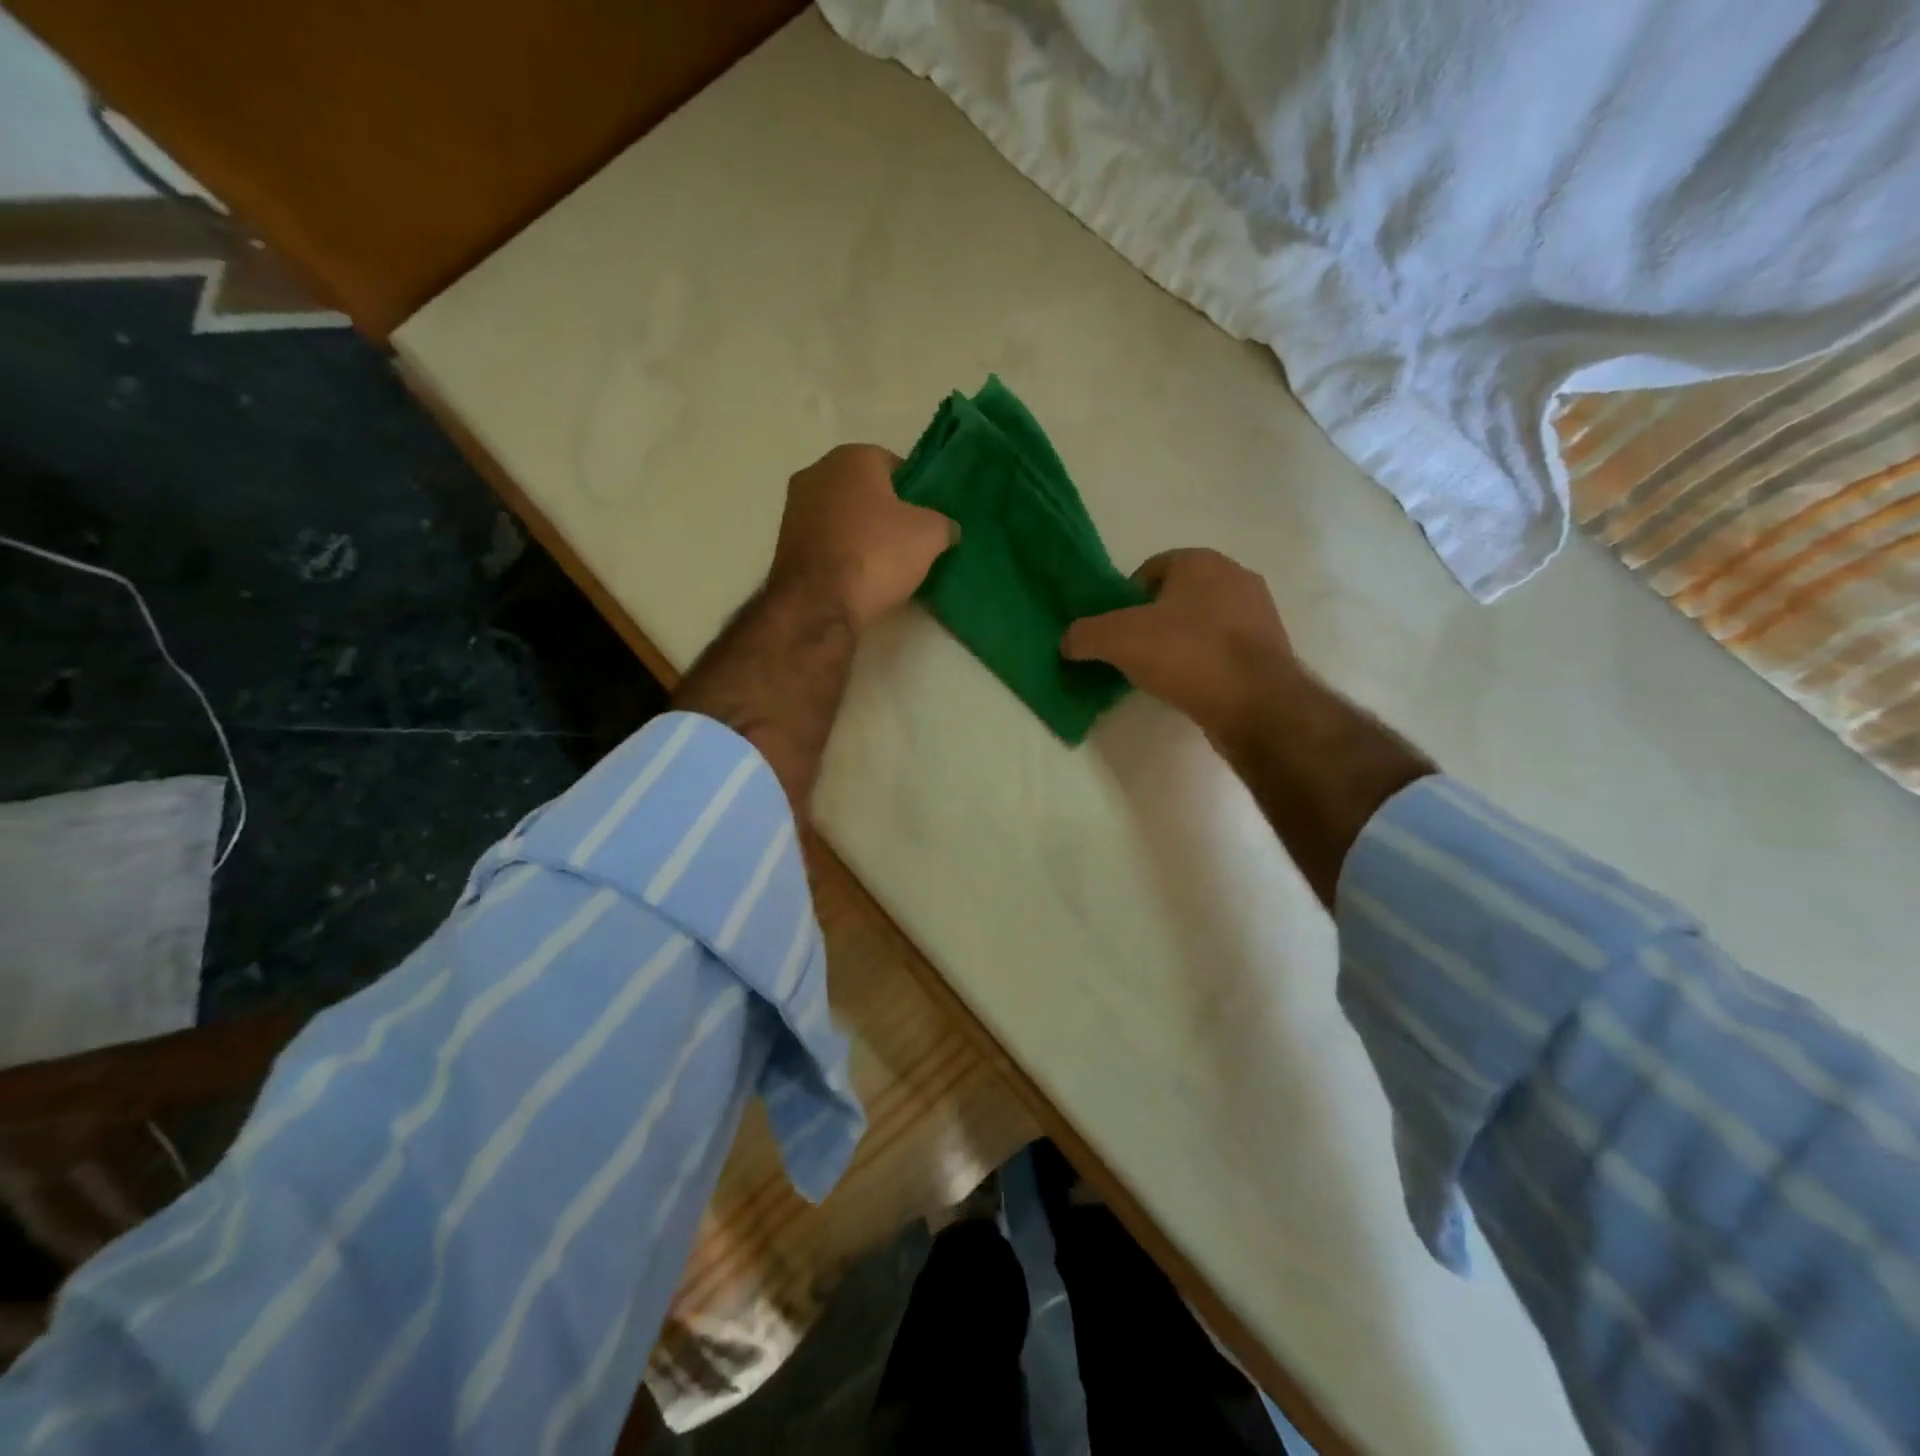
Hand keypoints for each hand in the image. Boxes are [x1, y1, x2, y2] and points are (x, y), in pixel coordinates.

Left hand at [767, 444, 957, 631]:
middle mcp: (816, 472)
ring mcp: (794, 509)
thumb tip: (946, 529)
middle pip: (863, 489)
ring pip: (842, 516)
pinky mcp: (784, 544)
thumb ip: (943, 523)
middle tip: (909, 541)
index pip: (892, 462)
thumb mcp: (930, 535)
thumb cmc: (876, 554)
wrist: (818, 604)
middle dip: (885, 511)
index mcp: (852, 457)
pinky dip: (841, 554)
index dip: (913, 490)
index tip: (926, 518)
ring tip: (885, 564)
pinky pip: (826, 542)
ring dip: (861, 534)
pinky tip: (858, 578)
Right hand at [1062, 548, 1297, 745]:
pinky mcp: (1271, 649)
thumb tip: (1067, 642)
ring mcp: (1259, 613)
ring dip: (1182, 642)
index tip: (1116, 630)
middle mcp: (1236, 577)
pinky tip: (1192, 686)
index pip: (1152, 568)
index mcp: (1201, 561)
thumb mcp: (1118, 640)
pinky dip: (1205, 663)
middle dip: (1155, 620)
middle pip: (1178, 596)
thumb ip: (1086, 635)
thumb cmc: (1187, 654)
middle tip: (1134, 652)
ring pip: (1204, 622)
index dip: (1127, 598)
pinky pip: (1225, 649)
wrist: (1255, 702)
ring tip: (1162, 673)